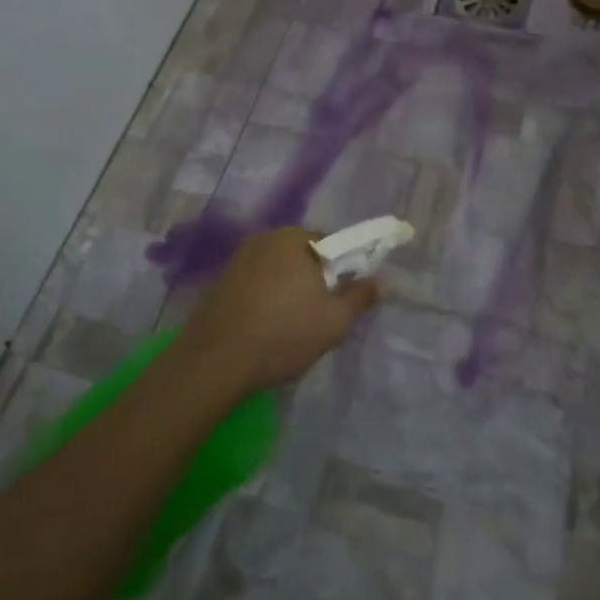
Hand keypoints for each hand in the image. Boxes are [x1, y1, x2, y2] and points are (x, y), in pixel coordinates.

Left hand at [180, 227, 379, 394]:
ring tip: (291, 328)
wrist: (215, 361)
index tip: (342, 299)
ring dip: (288, 291)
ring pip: (278, 271)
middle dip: (314, 281)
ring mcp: (238, 259)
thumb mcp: (334, 320)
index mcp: (295, 238)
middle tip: (320, 317)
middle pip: (303, 256)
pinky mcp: (220, 281)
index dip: (342, 270)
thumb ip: (360, 296)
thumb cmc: (284, 334)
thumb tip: (383, 280)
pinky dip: (265, 300)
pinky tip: (264, 329)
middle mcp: (265, 238)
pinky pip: (256, 284)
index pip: (331, 243)